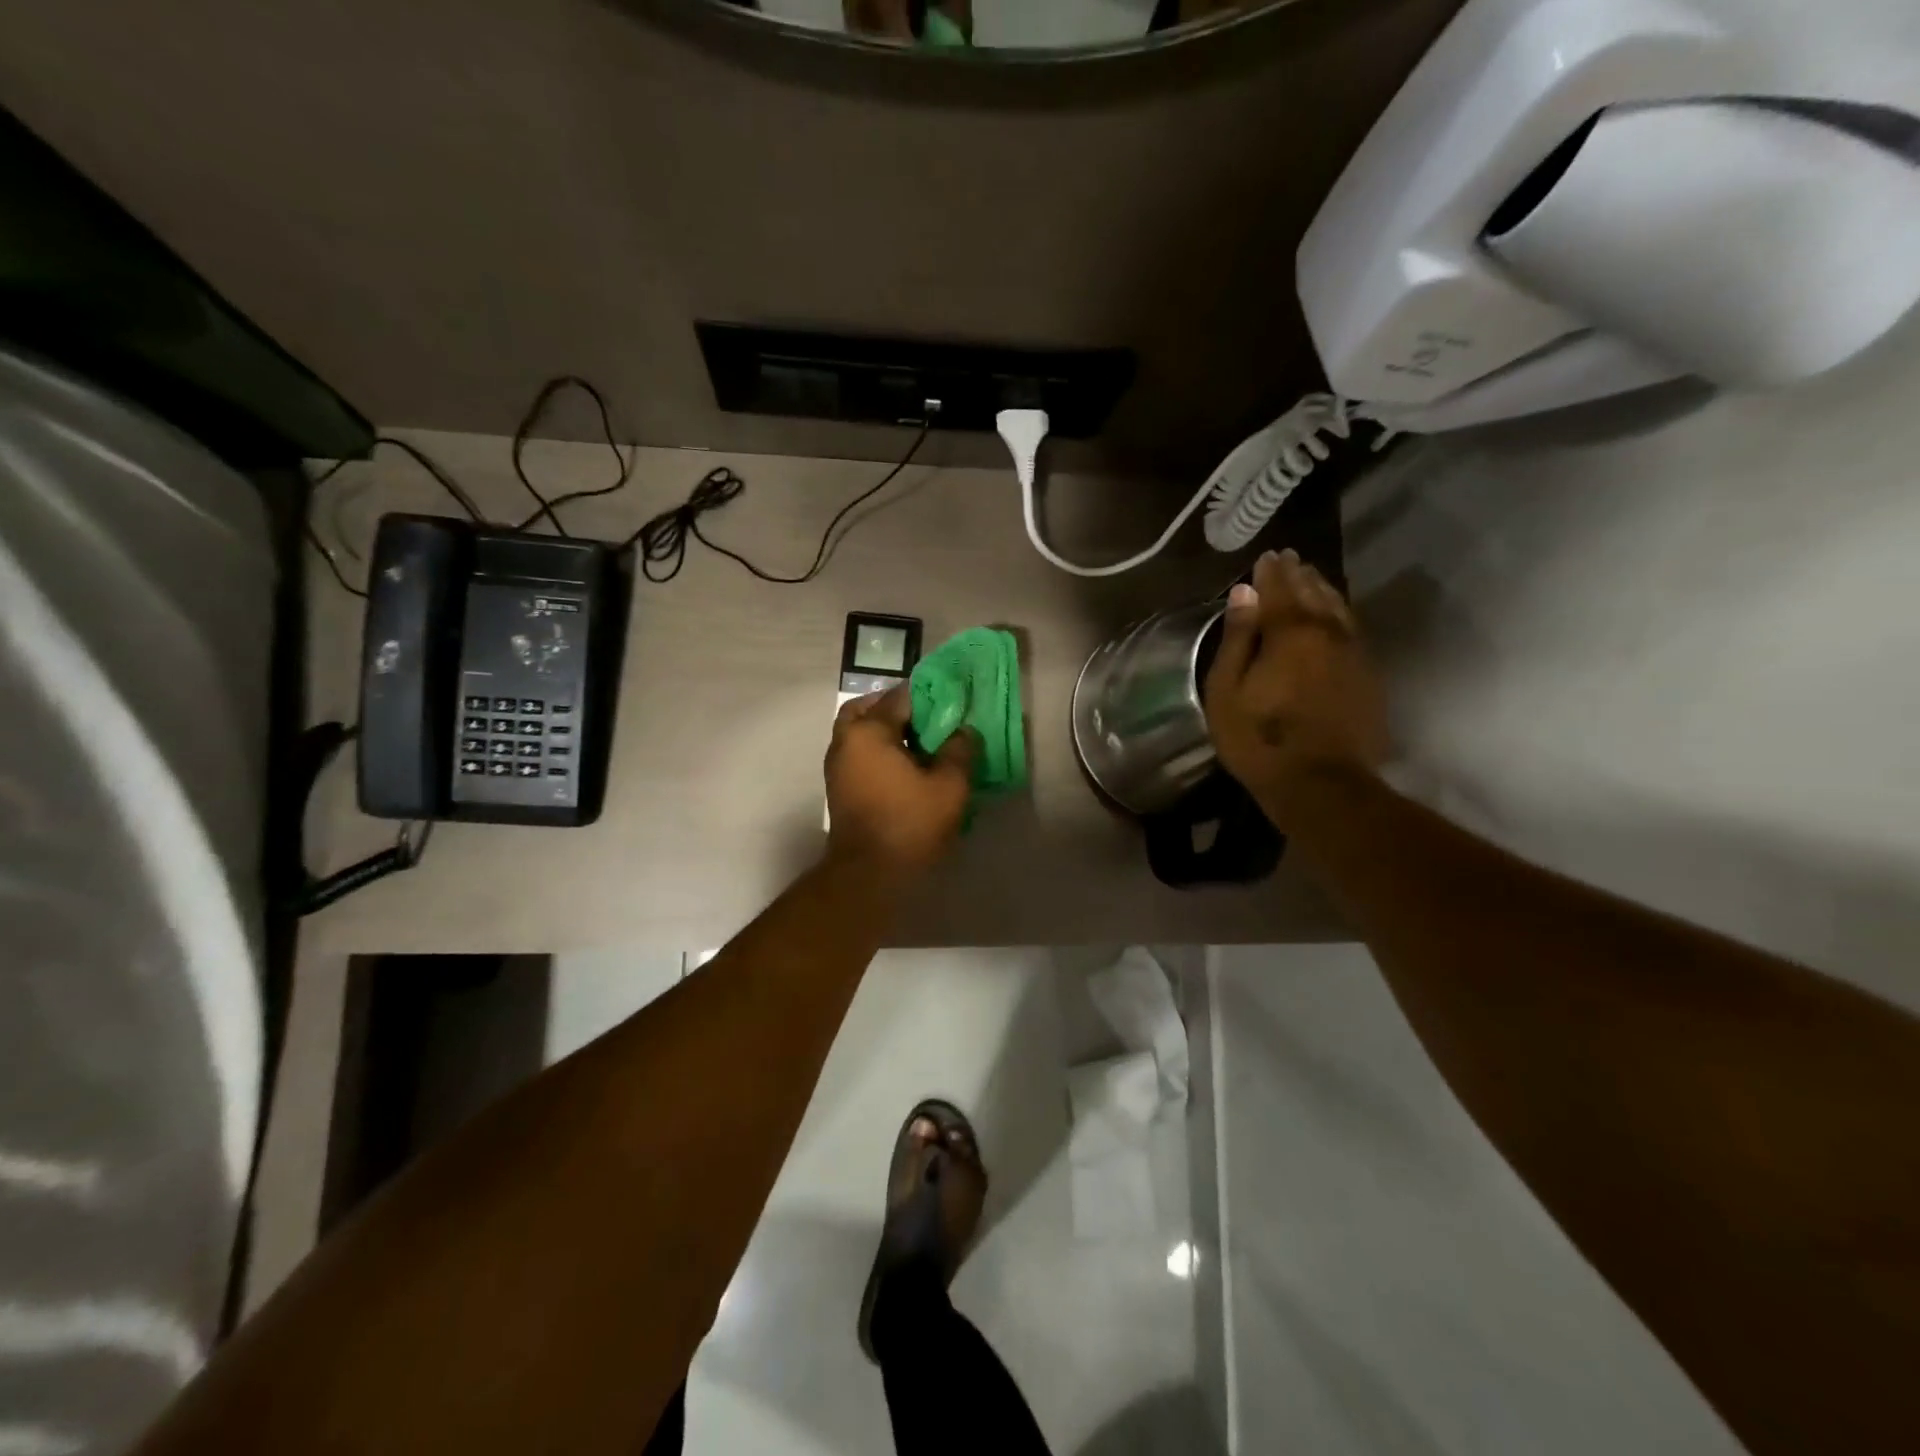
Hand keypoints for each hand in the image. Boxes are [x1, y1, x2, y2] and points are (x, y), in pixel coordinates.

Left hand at [826, 686, 976, 876]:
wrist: (869, 875)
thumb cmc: (909, 823)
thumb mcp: (950, 786)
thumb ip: (960, 751)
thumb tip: (964, 732)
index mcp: (868, 732)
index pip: (899, 697)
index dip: (929, 696)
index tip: (951, 702)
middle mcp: (845, 742)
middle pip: (866, 709)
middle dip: (894, 708)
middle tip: (925, 718)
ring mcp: (837, 767)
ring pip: (858, 733)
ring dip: (884, 731)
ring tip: (919, 744)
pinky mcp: (839, 790)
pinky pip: (858, 755)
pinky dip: (877, 752)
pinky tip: (905, 768)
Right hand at [1204, 548, 1388, 826]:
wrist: (1322, 783)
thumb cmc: (1259, 739)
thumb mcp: (1227, 691)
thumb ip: (1237, 638)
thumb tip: (1244, 593)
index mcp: (1290, 633)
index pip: (1280, 589)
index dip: (1270, 572)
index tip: (1265, 556)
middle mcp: (1328, 632)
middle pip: (1313, 593)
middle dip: (1299, 574)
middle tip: (1289, 559)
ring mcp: (1354, 653)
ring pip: (1339, 608)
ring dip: (1323, 589)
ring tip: (1311, 577)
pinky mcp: (1368, 675)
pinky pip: (1352, 629)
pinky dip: (1340, 613)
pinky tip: (1334, 615)